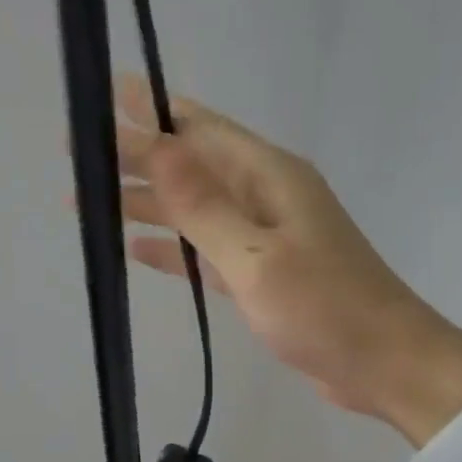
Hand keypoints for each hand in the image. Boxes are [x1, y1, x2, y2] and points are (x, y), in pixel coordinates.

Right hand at [112, 76, 461, 444]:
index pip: (199, 130)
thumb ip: (204, 206)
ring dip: (147, 206)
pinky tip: (138, 250)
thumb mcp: (257, 257)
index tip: (103, 97)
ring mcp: (264, 238)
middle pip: (190, 168)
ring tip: (93, 203)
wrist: (383, 364)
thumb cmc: (324, 309)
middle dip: (137, 159)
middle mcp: (265, 197)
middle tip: (78, 156)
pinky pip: (206, 252)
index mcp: (269, 177)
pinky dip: (173, 250)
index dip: (151, 112)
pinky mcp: (262, 277)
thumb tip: (157, 146)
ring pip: (194, 211)